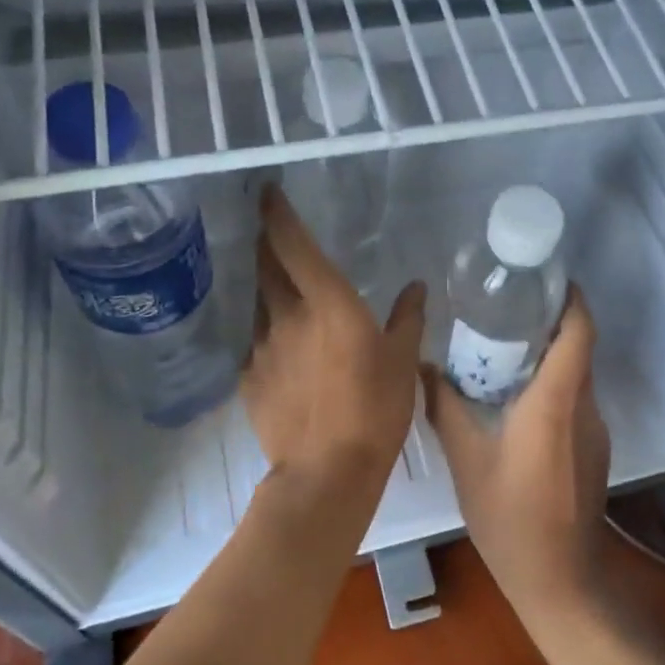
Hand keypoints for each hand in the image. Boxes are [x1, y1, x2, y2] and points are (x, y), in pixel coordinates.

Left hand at [243, 186, 425, 525]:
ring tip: (280, 289)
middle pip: (266, 266)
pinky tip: (283, 348)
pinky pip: (257, 342)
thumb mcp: (403, 361)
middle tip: (271, 233)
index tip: (267, 192)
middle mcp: (286, 315)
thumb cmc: (375, 409)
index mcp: (327, 302)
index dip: (277, 213)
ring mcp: (262, 347)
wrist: (327, 472)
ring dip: (267, 288)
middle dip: (266, 244)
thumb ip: (407, 319)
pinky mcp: (249, 378)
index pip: (292, 243)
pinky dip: (269, 333)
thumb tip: (415, 288)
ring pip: (259, 303)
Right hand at [423, 287, 611, 620]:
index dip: (570, 300)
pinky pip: (575, 402)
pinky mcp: (594, 451)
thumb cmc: (510, 518)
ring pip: (577, 376)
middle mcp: (584, 408)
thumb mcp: (467, 461)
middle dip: (551, 323)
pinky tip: (516, 399)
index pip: (578, 333)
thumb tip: (424, 368)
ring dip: (550, 356)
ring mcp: (594, 431)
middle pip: (578, 350)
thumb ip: (446, 408)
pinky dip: (552, 386)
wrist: (560, 581)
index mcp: (555, 402)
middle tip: (509, 308)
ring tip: (505, 348)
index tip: (547, 279)